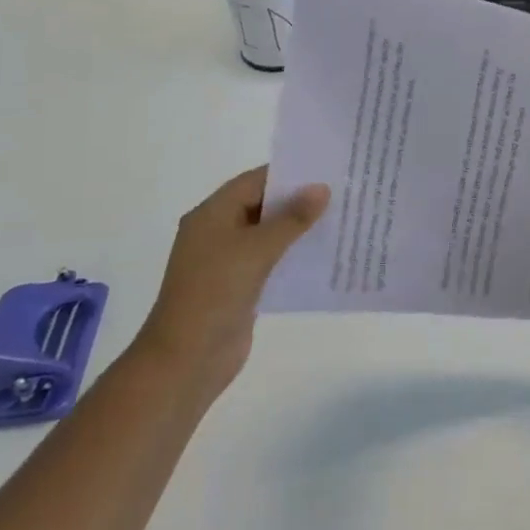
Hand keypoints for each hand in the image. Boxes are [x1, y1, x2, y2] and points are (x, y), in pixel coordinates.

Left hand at [132, 166, 328, 406]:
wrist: (187, 359)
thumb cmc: (216, 293)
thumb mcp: (257, 249)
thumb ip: (292, 218)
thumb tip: (322, 188)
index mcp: (212, 214)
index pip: (255, 181)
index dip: (290, 173)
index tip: (328, 169)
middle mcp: (218, 232)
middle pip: (263, 205)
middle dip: (299, 200)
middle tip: (343, 192)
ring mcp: (228, 261)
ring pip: (270, 234)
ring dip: (300, 229)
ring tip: (342, 220)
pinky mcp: (240, 286)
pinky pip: (272, 261)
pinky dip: (294, 255)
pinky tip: (325, 255)